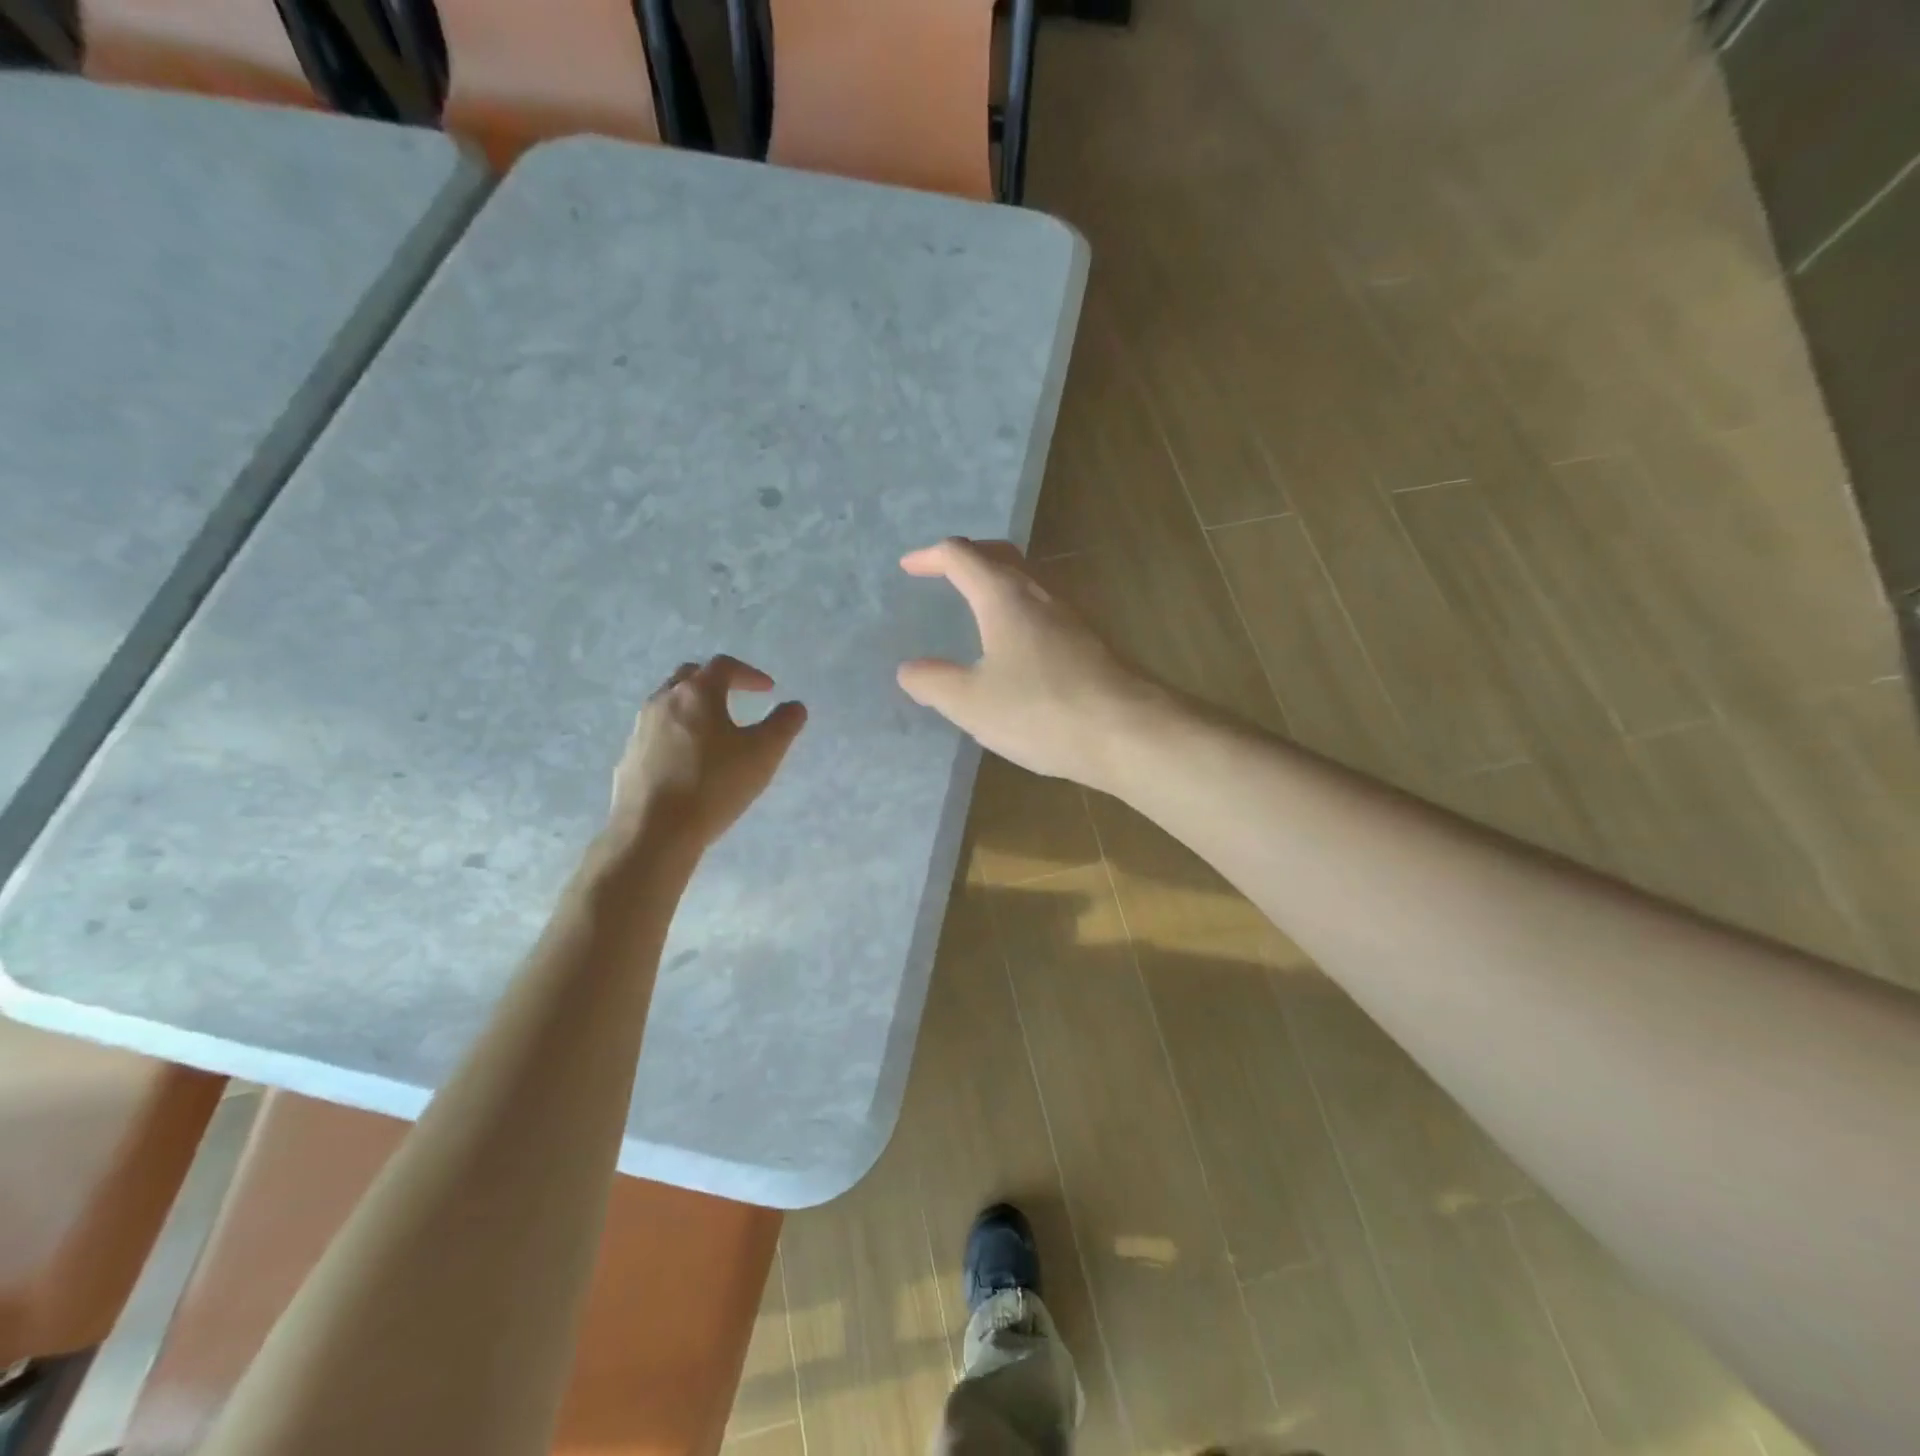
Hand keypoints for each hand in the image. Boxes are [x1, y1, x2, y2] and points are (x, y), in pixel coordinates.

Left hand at [610, 656, 806, 851]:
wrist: (653, 831)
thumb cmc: (714, 785)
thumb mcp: (763, 754)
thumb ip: (784, 725)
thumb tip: (794, 706)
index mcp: (697, 694)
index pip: (724, 666)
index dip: (749, 673)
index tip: (768, 690)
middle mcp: (663, 701)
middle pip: (690, 676)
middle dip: (716, 682)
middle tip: (737, 698)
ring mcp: (640, 729)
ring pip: (669, 704)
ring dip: (694, 708)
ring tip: (714, 731)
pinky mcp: (629, 757)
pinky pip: (657, 733)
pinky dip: (677, 734)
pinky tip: (689, 761)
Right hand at [896, 538, 1164, 789]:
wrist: (1128, 732)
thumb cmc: (1041, 711)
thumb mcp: (971, 703)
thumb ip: (933, 683)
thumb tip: (909, 670)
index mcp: (1004, 597)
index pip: (961, 556)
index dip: (930, 557)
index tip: (909, 567)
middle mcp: (1040, 594)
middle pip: (1000, 556)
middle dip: (968, 557)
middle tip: (944, 572)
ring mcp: (1071, 616)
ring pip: (1028, 580)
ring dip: (997, 581)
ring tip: (977, 605)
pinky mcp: (1090, 642)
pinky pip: (1045, 609)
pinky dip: (1019, 610)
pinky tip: (1017, 645)